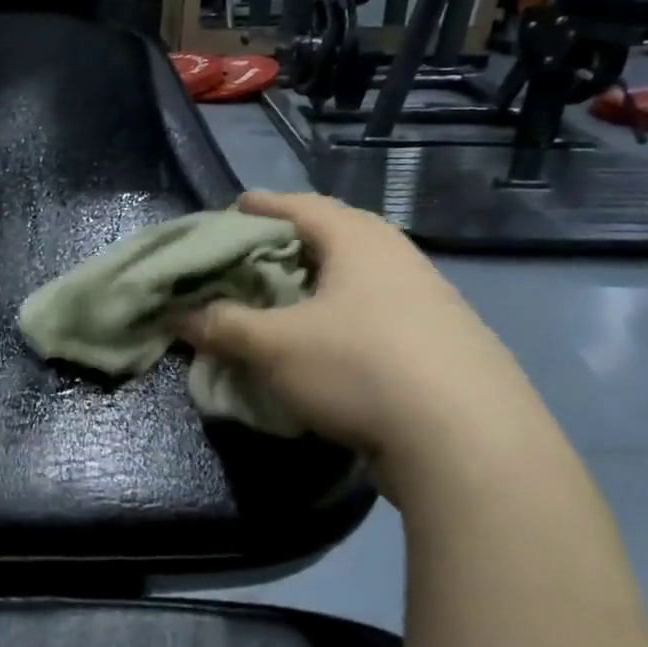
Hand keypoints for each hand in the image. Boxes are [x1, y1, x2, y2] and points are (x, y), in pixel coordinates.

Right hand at [177, 192, 535, 468]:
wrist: (468, 440)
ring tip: (284, 300)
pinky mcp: (441, 341)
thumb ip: (223, 326)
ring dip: (317, 285)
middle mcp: (397, 257)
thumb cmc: (359, 367)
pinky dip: (341, 317)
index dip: (261, 206)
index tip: (233, 208)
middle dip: (289, 245)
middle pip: (332, 237)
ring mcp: (427, 298)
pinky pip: (375, 312)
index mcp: (357, 240)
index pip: (299, 206)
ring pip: (356, 278)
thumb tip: (179, 316)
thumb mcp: (275, 346)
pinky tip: (328, 344)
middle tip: (251, 258)